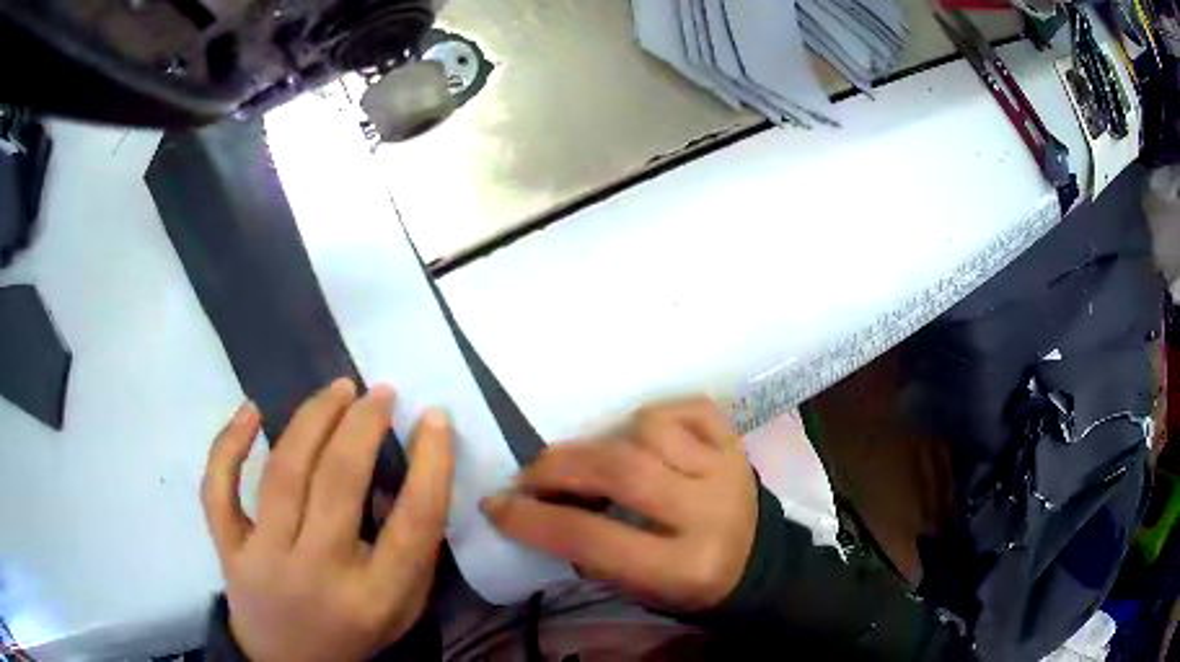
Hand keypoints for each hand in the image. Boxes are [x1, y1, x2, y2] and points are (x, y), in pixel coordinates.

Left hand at [201, 379, 454, 661]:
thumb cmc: (353, 631)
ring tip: (337, 390)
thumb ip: (413, 552)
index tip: (435, 417)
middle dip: (362, 425)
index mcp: (375, 598)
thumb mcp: (402, 606)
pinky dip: (228, 444)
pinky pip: (218, 490)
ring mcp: (264, 560)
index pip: (413, 523)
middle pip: (339, 484)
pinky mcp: (227, 551)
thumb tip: (412, 468)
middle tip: (378, 392)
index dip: (431, 464)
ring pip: (283, 474)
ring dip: (312, 420)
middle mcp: (318, 575)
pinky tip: (251, 410)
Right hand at [481, 398, 757, 611]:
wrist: (756, 562)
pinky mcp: (736, 442)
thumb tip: (534, 506)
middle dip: (558, 468)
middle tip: (529, 475)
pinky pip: (684, 407)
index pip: (593, 538)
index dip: (533, 520)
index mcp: (683, 567)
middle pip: (619, 471)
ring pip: (647, 429)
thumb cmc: (687, 584)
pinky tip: (642, 439)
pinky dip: (652, 417)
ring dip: (605, 441)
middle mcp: (709, 512)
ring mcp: (727, 469)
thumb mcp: (636, 587)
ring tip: (594, 461)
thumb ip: (588, 551)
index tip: (496, 505)